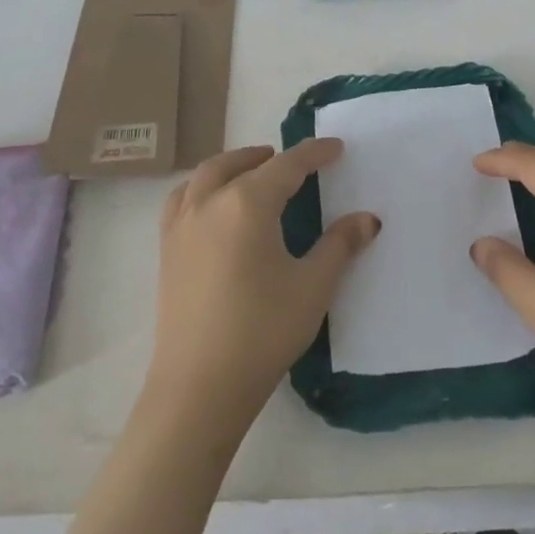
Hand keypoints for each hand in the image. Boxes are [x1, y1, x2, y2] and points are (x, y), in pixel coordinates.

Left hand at [146, 140, 378, 432]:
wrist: (200, 386)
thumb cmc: (262, 330)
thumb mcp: (313, 286)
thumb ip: (340, 245)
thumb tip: (367, 219)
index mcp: (247, 204)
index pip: (287, 165)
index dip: (314, 154)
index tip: (336, 147)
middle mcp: (209, 203)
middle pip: (239, 163)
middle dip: (269, 156)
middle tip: (294, 162)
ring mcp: (181, 226)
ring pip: (204, 176)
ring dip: (232, 165)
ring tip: (252, 172)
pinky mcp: (166, 250)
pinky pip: (182, 200)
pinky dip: (201, 188)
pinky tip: (212, 207)